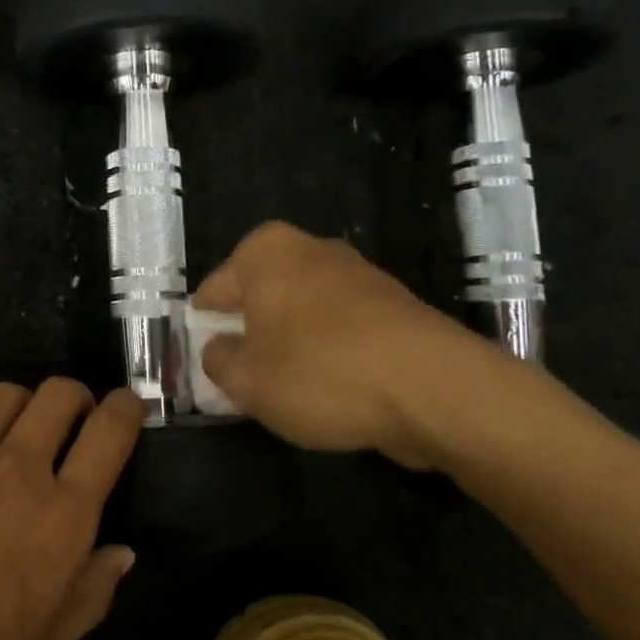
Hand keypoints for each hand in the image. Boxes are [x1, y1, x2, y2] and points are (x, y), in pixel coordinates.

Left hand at [0, 380, 143, 639]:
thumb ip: (88, 596)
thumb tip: (121, 551)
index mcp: (62, 518)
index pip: (111, 432)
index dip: (125, 409)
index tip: (125, 408)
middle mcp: (18, 467)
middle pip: (59, 393)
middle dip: (72, 398)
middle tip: (64, 421)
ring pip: (6, 393)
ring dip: (18, 410)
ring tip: (3, 439)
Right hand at [193, 221, 503, 467]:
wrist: (434, 387)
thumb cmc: (320, 373)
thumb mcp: (247, 381)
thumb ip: (218, 362)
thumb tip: (219, 349)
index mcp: (265, 252)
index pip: (212, 291)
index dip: (205, 330)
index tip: (208, 364)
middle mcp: (310, 248)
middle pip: (260, 297)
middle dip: (250, 334)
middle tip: (245, 379)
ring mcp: (357, 273)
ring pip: (302, 313)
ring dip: (291, 344)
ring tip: (291, 390)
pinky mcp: (393, 304)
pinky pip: (340, 328)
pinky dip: (330, 352)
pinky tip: (333, 389)